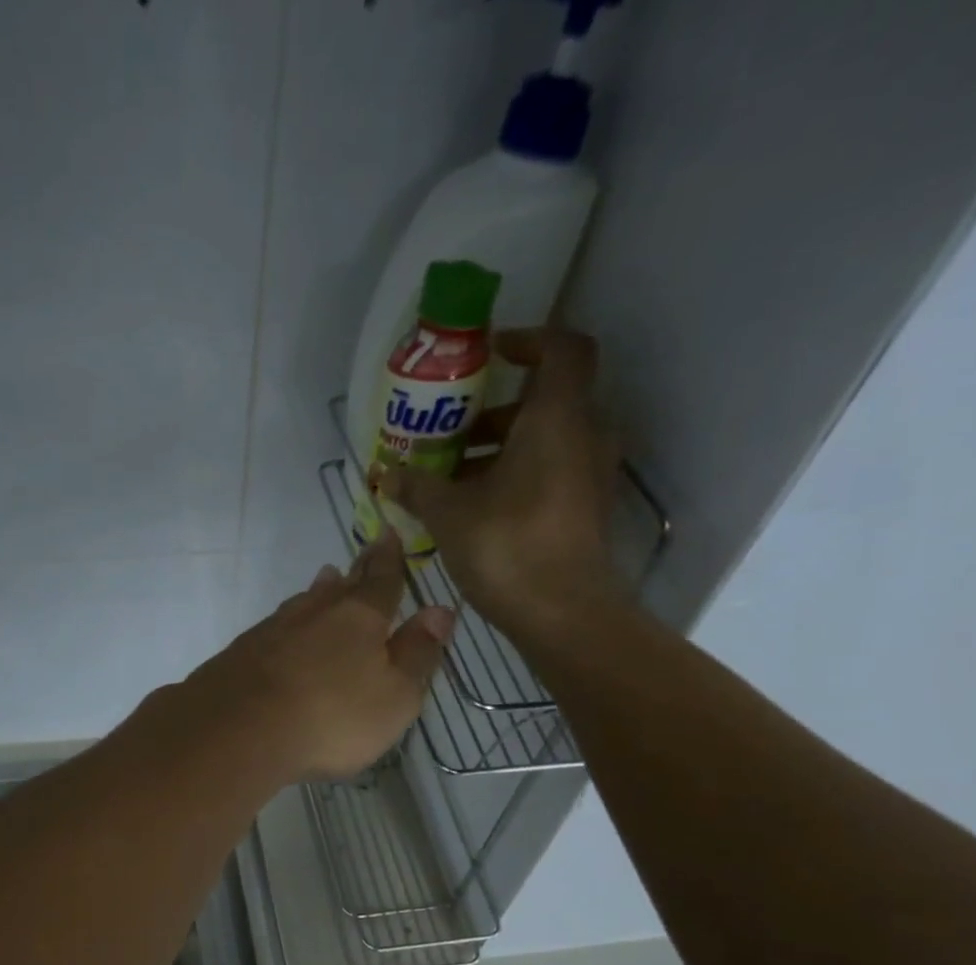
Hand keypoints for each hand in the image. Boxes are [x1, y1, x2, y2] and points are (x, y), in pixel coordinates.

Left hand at [186, 533, 453, 780]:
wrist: (239, 730)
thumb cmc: (332, 717)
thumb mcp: (395, 695)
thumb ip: (418, 653)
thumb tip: (440, 610)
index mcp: (360, 617)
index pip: (382, 581)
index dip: (390, 560)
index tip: (390, 535)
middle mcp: (314, 613)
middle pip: (340, 587)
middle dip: (356, 571)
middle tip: (362, 553)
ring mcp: (272, 631)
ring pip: (303, 603)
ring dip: (318, 592)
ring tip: (325, 581)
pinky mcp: (240, 654)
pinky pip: (274, 628)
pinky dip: (288, 624)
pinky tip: (283, 632)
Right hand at [379, 327, 622, 639]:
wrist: (563, 613)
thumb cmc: (507, 546)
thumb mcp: (449, 513)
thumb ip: (417, 486)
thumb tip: (385, 475)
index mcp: (557, 418)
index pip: (562, 348)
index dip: (529, 340)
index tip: (489, 355)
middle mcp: (584, 435)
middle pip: (546, 400)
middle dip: (496, 410)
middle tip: (451, 429)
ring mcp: (590, 475)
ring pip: (547, 440)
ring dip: (501, 448)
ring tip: (452, 474)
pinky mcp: (585, 509)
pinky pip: (551, 472)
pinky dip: (516, 475)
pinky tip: (474, 506)